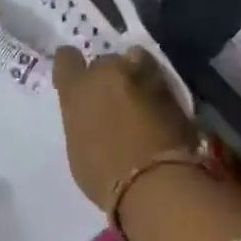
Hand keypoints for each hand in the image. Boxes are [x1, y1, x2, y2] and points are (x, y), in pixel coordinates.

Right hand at [52, 46, 197, 210]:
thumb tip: (93, 116)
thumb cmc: (104, 175)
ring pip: (136, 62)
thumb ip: (82, 120)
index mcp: (77, 88)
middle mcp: (108, 72)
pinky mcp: (174, 88)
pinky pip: (158, 80)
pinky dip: (155, 92)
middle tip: (112, 100)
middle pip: (105, 61)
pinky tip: (157, 112)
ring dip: (135, 76)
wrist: (156, 182)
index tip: (76, 80)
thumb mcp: (78, 146)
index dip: (71, 67)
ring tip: (139, 99)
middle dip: (108, 77)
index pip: (66, 58)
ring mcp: (144, 76)